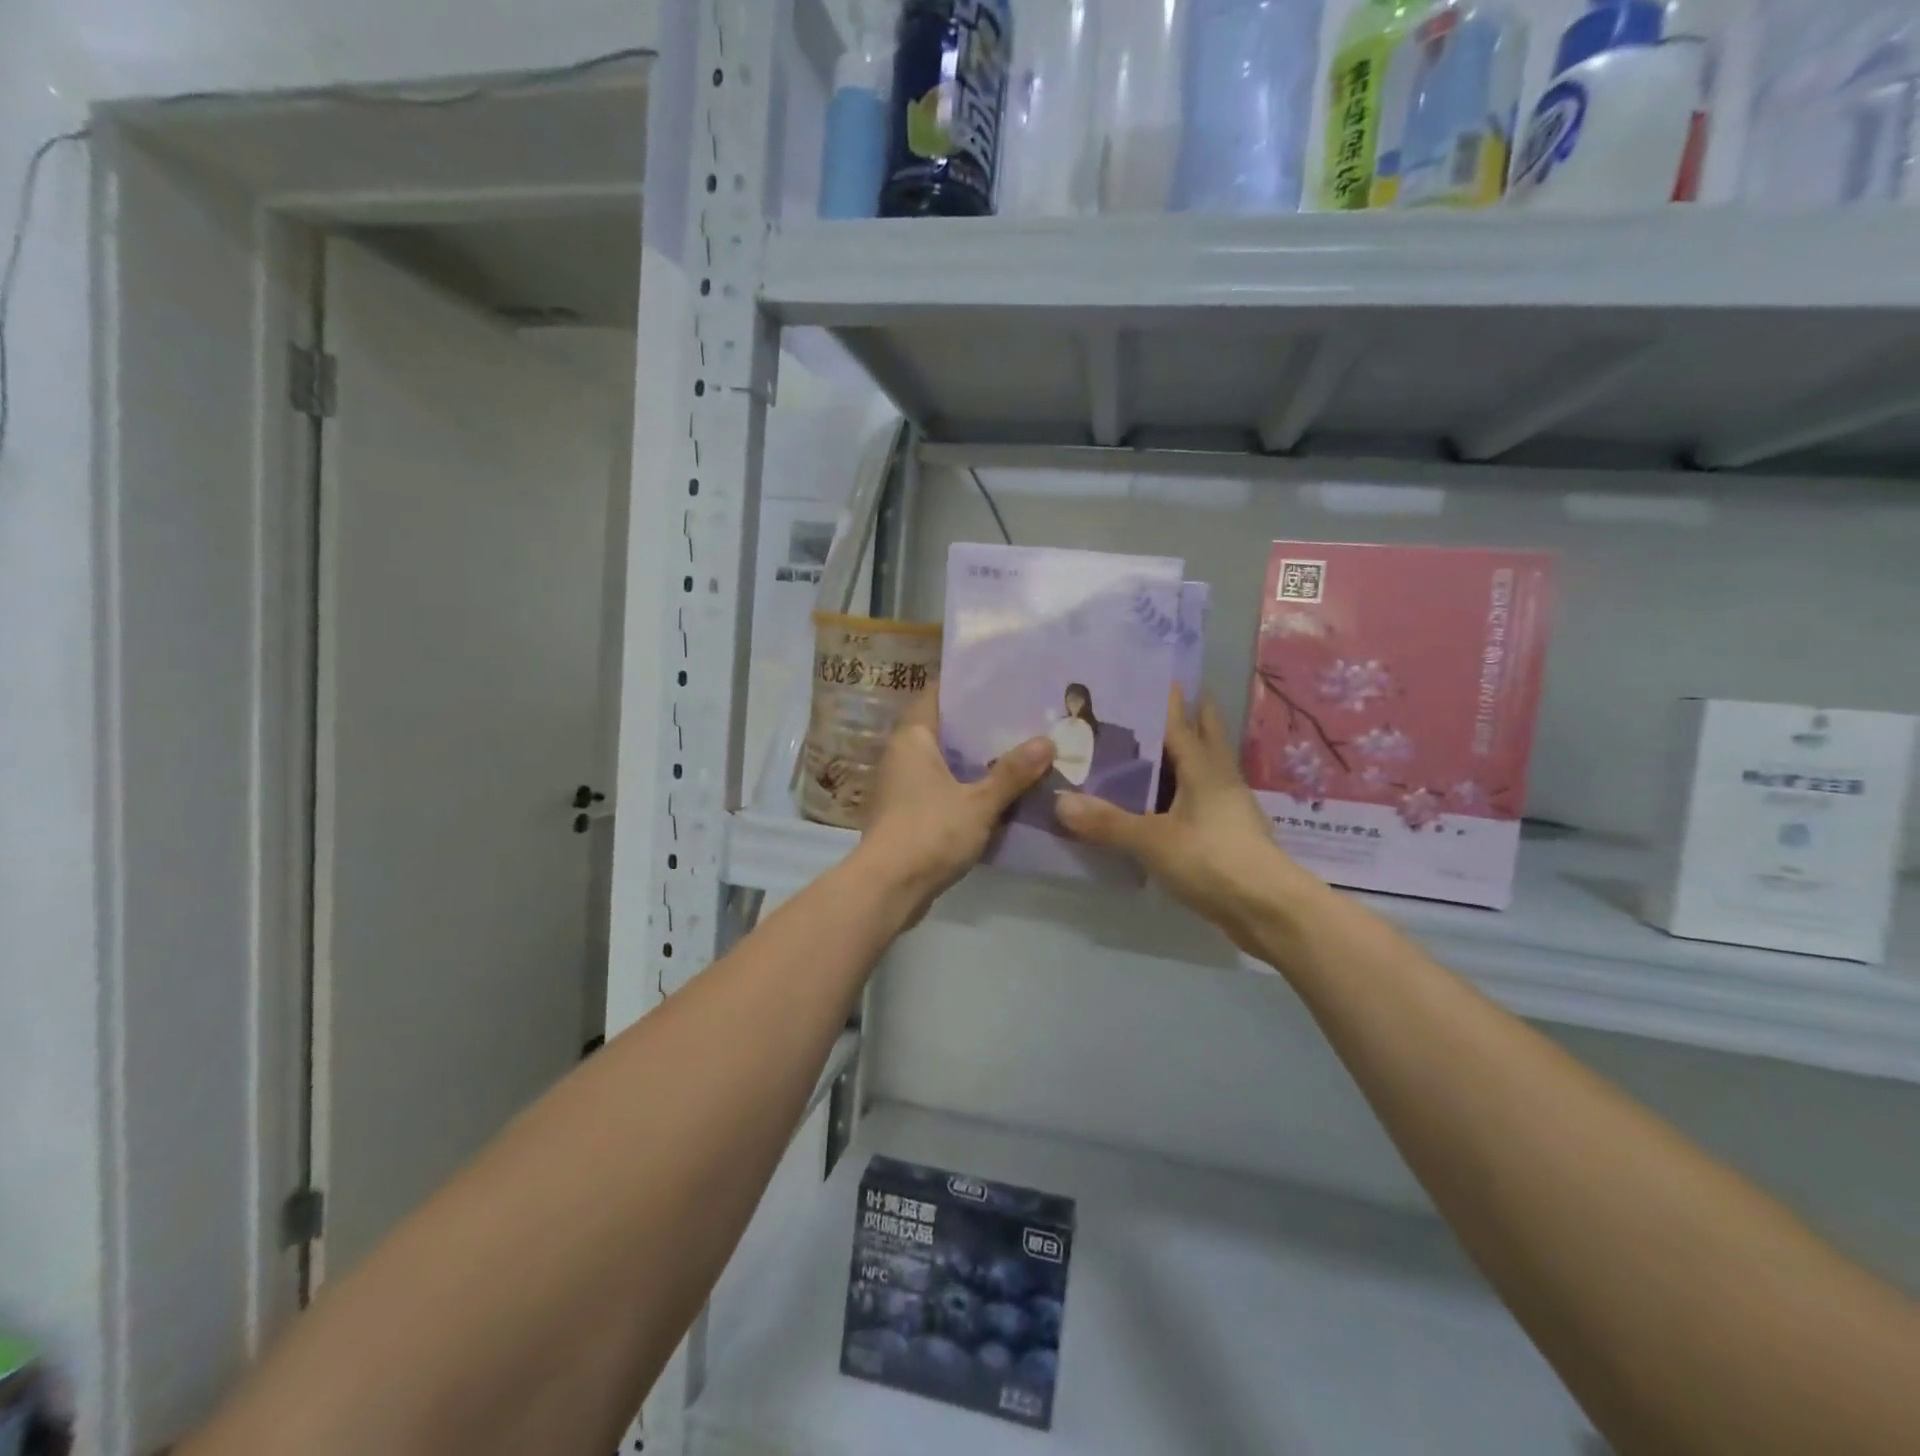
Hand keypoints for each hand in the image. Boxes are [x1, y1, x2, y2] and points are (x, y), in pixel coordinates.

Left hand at [857, 692, 1054, 920]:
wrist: (888, 888)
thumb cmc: (929, 832)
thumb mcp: (979, 802)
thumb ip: (1012, 773)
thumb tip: (1047, 741)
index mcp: (912, 738)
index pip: (936, 695)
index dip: (966, 686)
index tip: (1000, 680)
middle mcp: (901, 755)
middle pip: (943, 728)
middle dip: (978, 725)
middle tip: (1020, 716)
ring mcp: (902, 786)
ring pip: (943, 761)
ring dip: (973, 759)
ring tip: (1016, 749)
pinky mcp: (907, 813)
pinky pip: (941, 788)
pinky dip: (965, 786)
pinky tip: (996, 790)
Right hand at [1055, 688, 1309, 952]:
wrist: (1268, 910)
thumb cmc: (1212, 860)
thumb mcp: (1152, 840)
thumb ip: (1106, 821)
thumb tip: (1059, 802)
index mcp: (1204, 767)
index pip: (1182, 721)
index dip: (1167, 698)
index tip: (1149, 675)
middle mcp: (1219, 778)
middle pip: (1203, 736)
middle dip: (1185, 718)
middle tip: (1149, 705)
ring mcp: (1227, 807)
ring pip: (1202, 769)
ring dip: (1180, 756)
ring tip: (1144, 750)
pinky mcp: (1227, 833)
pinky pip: (1198, 799)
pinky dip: (1179, 791)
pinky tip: (1158, 802)